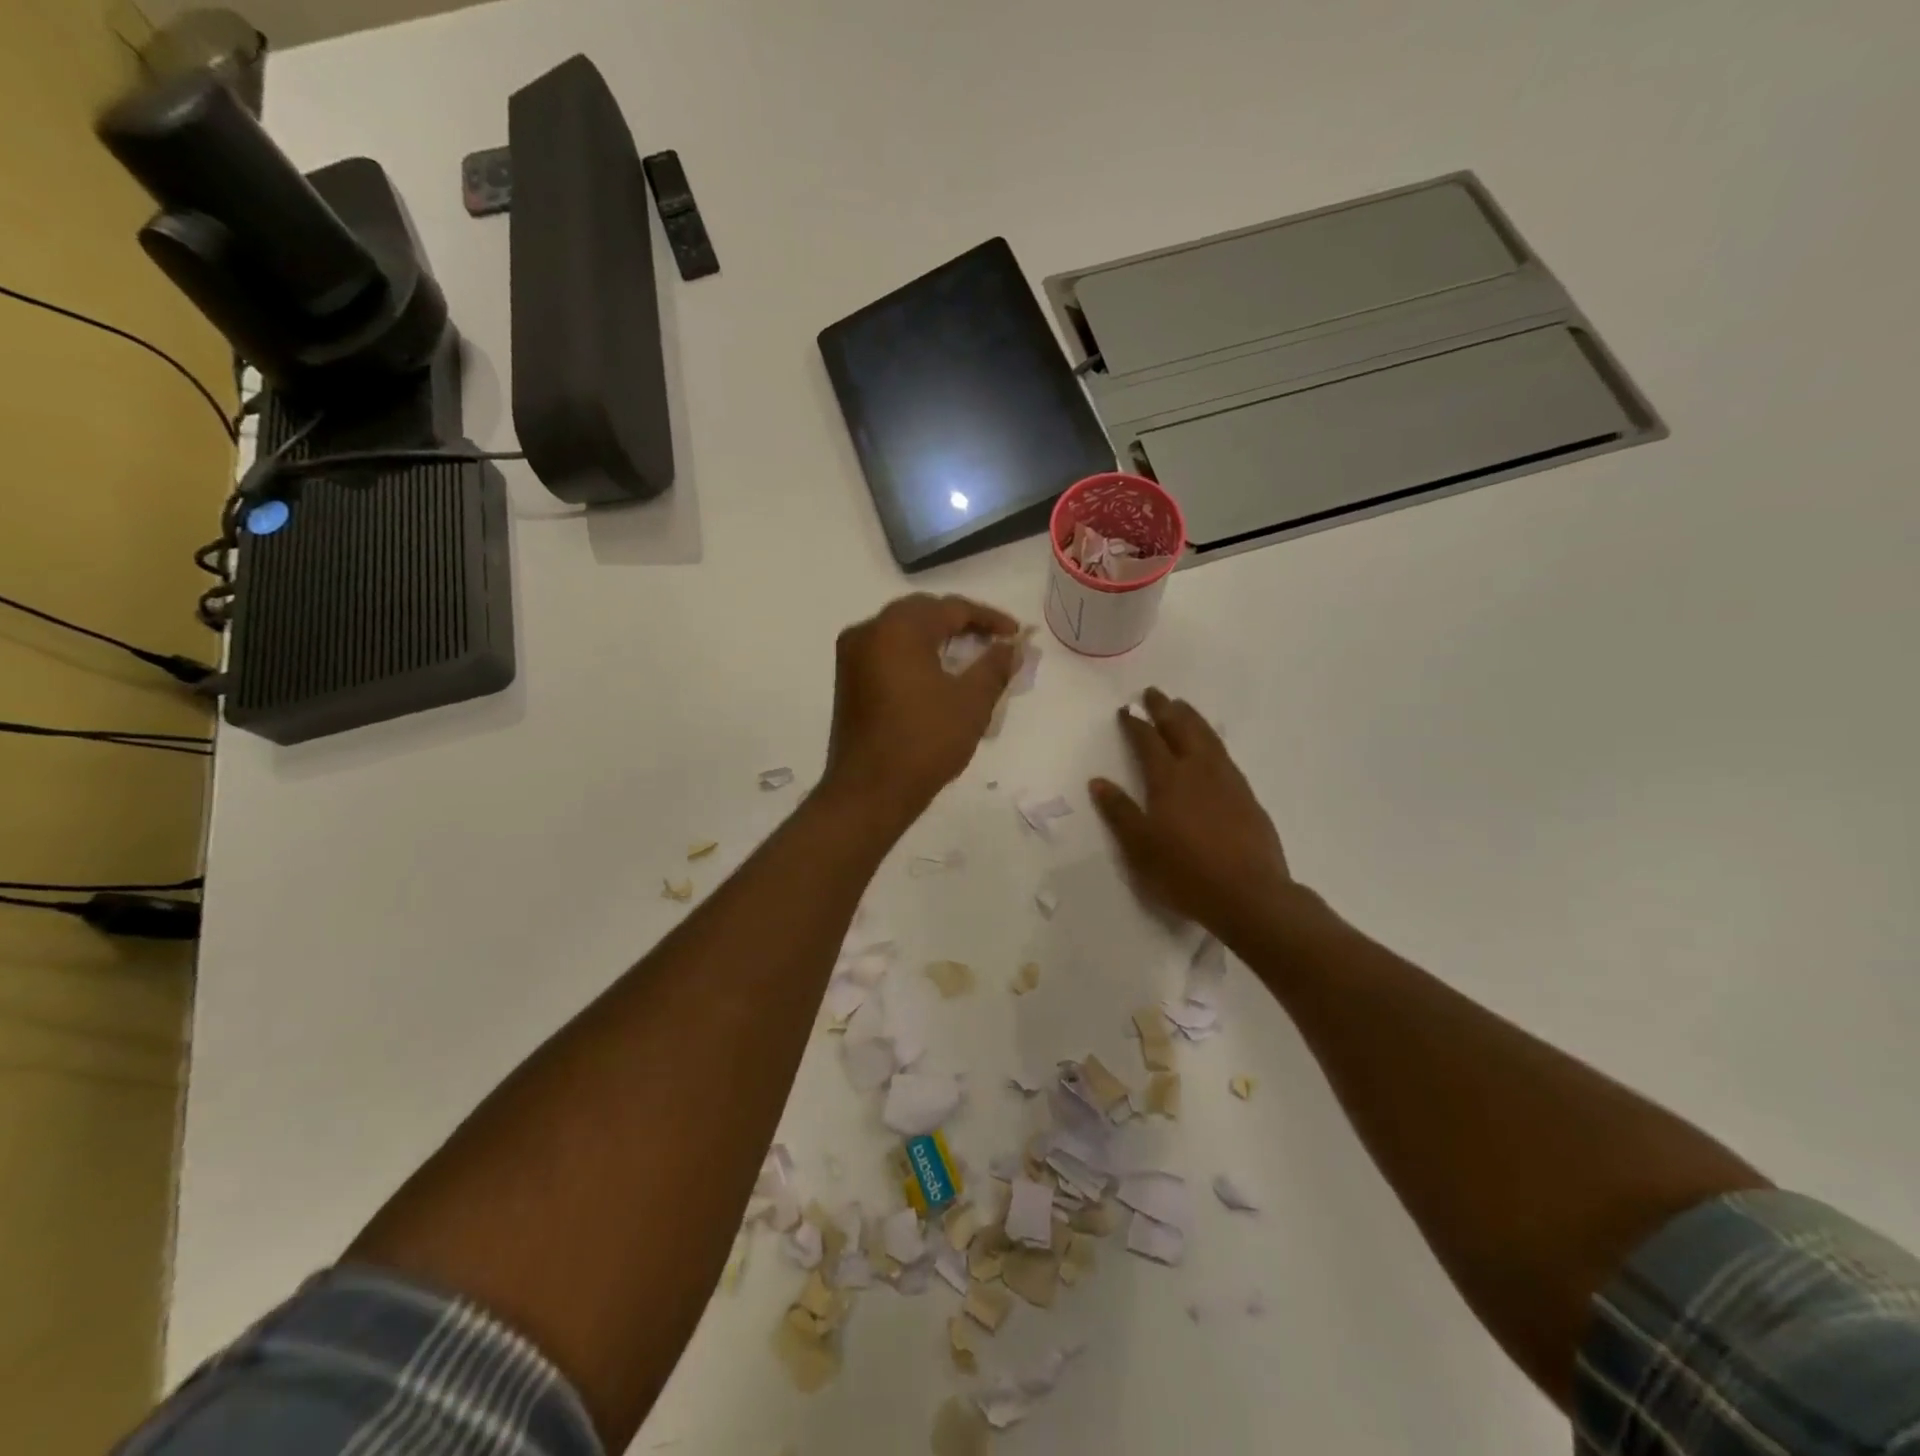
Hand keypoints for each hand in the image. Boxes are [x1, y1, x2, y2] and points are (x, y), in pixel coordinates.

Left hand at [824, 594, 1021, 820]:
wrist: (869, 791)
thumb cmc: (925, 742)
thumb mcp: (971, 702)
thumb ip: (995, 666)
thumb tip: (1012, 647)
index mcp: (897, 628)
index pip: (951, 608)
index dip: (988, 618)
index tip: (1015, 634)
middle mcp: (868, 631)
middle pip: (923, 613)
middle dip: (961, 624)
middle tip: (994, 641)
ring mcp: (852, 656)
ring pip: (902, 631)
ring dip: (937, 638)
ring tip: (970, 657)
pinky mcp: (848, 679)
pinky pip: (887, 651)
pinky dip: (915, 654)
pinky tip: (937, 674)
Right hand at [1090, 688, 1293, 936]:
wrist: (1250, 895)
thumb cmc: (1185, 873)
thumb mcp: (1141, 847)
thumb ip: (1120, 812)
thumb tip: (1099, 782)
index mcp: (1169, 780)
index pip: (1148, 742)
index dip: (1135, 724)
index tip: (1125, 710)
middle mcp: (1199, 771)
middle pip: (1181, 729)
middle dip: (1165, 709)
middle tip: (1154, 693)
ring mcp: (1228, 782)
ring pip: (1208, 738)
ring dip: (1192, 719)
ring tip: (1182, 707)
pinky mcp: (1248, 797)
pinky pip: (1225, 756)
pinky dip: (1212, 741)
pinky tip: (1212, 748)